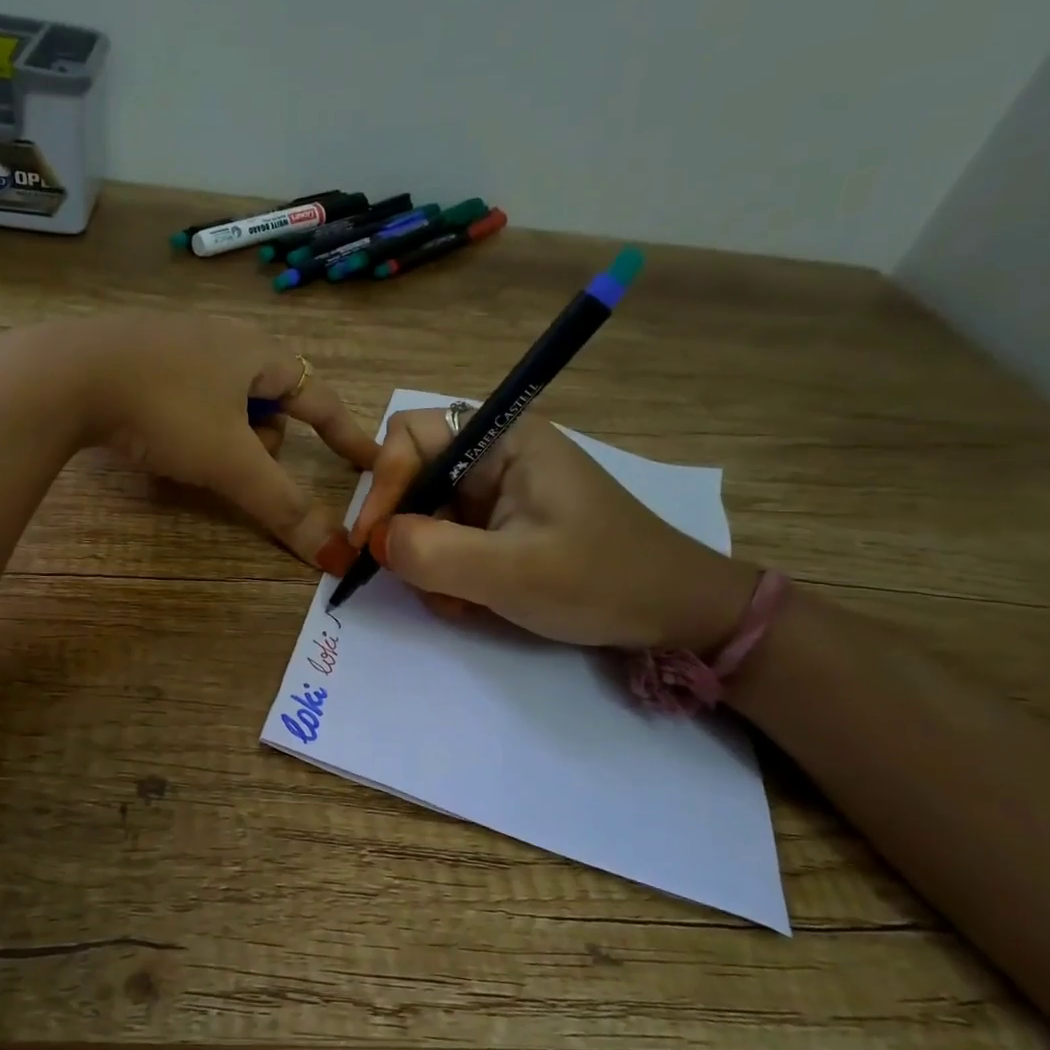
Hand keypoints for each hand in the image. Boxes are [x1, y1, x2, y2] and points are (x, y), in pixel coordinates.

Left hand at [33, 313, 377, 568]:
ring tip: (186, 454)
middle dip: (260, 443)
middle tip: (233, 465)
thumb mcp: (230, 462)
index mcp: (259, 352)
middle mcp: (225, 337)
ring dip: (221, 437)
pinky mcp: (139, 352)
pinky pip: (186, 394)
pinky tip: (155, 435)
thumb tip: (336, 555)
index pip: (321, 398)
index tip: (370, 462)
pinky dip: (186, 422)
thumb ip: (284, 506)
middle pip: (270, 405)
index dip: (348, 434)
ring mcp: (178, 340)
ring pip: (226, 403)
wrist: (64, 375)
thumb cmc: (165, 408)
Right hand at [349, 409, 757, 648]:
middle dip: (408, 532)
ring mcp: (499, 492)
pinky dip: (449, 573)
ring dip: (429, 562)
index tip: (373, 542)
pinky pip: (450, 539)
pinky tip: (475, 601)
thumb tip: (375, 542)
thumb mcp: (512, 572)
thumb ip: (433, 553)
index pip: (411, 436)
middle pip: (414, 478)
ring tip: (461, 600)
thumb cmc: (603, 580)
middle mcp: (496, 455)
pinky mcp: (503, 524)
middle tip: (416, 580)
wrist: (676, 613)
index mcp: (504, 439)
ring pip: (427, 515)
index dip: (384, 484)